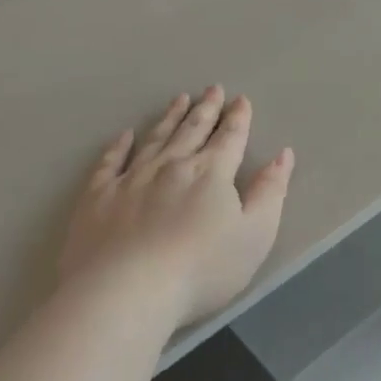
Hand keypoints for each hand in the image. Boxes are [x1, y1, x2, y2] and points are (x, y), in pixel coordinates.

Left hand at [58, 88, 294, 328]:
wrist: (126, 292)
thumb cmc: (201, 269)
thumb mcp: (255, 235)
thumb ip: (270, 192)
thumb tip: (283, 155)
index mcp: (211, 173)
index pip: (229, 138)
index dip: (238, 118)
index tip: (241, 100)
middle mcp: (172, 166)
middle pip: (192, 130)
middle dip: (206, 109)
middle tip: (212, 89)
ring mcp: (132, 178)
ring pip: (155, 138)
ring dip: (170, 118)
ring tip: (179, 99)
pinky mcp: (98, 197)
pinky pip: (110, 162)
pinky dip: (119, 146)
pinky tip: (124, 135)